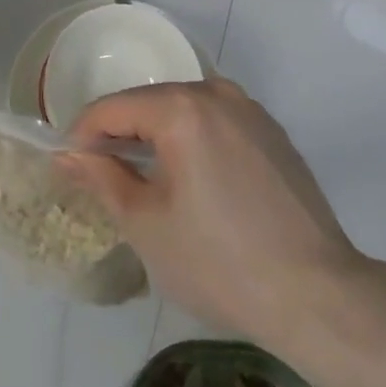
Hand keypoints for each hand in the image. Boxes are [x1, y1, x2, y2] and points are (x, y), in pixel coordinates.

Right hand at [64, 78, 363, 346]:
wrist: (317, 294)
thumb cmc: (220, 262)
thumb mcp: (147, 225)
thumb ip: (102, 178)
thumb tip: (68, 154)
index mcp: (182, 108)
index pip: (113, 108)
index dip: (82, 135)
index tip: (68, 168)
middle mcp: (217, 92)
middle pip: (150, 103)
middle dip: (121, 134)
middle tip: (103, 178)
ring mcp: (251, 110)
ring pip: (185, 111)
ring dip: (158, 137)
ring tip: (146, 182)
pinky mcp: (273, 132)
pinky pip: (217, 123)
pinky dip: (194, 141)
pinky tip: (196, 184)